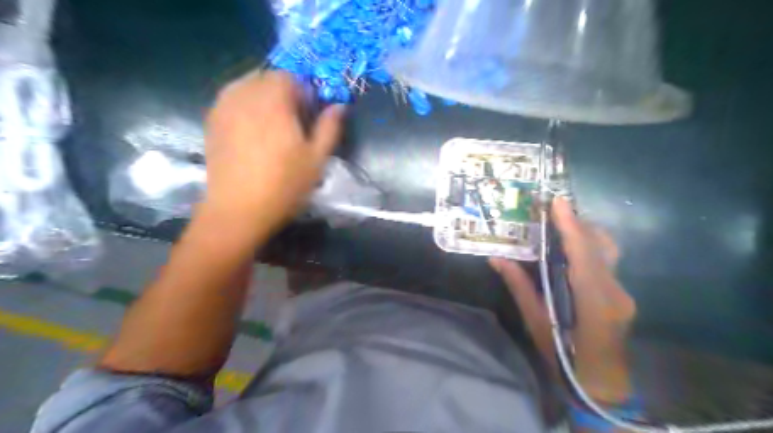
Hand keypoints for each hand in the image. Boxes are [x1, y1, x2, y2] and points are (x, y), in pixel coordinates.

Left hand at [203, 70, 343, 233]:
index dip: (303, 91)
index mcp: (274, 102)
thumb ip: (330, 128)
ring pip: (245, 85)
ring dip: (262, 96)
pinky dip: (244, 104)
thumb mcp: (317, 159)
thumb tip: (339, 106)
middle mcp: (245, 96)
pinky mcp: (211, 122)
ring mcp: (224, 107)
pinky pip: (230, 98)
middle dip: (283, 91)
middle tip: (292, 120)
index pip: (289, 76)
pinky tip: (251, 130)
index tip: (309, 114)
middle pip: (266, 77)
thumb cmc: (284, 185)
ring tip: (272, 124)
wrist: (238, 210)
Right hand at [492, 197, 636, 404]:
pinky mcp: (622, 295)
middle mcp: (614, 293)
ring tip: (561, 225)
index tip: (558, 202)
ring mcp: (623, 294)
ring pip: (607, 252)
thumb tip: (497, 259)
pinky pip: (606, 262)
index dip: (571, 226)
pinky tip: (570, 250)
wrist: (602, 384)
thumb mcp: (535, 323)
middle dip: (577, 223)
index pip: (583, 255)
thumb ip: (519, 287)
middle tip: (553, 211)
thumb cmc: (564, 357)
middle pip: (599, 246)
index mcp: (593, 302)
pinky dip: (588, 248)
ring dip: (584, 233)